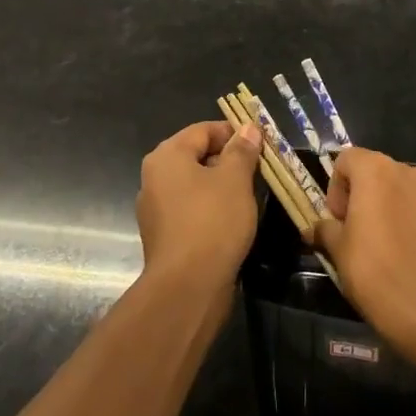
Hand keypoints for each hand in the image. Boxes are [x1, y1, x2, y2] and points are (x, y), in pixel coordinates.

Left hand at [135, 119, 262, 291]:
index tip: (260, 144)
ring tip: (249, 196)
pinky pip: (190, 210)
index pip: (203, 130)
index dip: (233, 133)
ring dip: (221, 186)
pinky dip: (210, 209)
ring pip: (194, 185)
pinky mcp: (164, 236)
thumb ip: (241, 150)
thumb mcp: (235, 179)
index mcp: (167, 155)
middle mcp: (154, 177)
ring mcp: (155, 209)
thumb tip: (247, 128)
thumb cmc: (212, 221)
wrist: (187, 286)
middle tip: (258, 170)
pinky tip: (232, 221)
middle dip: (228, 160)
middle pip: (196, 156)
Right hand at [311, 147, 415, 365]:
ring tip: (390, 250)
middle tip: (359, 236)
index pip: (347, 159)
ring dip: (393, 210)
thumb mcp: (339, 253)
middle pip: (379, 174)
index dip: (336, 187)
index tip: (338, 221)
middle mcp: (412, 174)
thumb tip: (315, 228)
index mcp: (377, 172)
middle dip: (365, 198)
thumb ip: (326, 231)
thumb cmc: (378, 275)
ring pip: (406, 194)